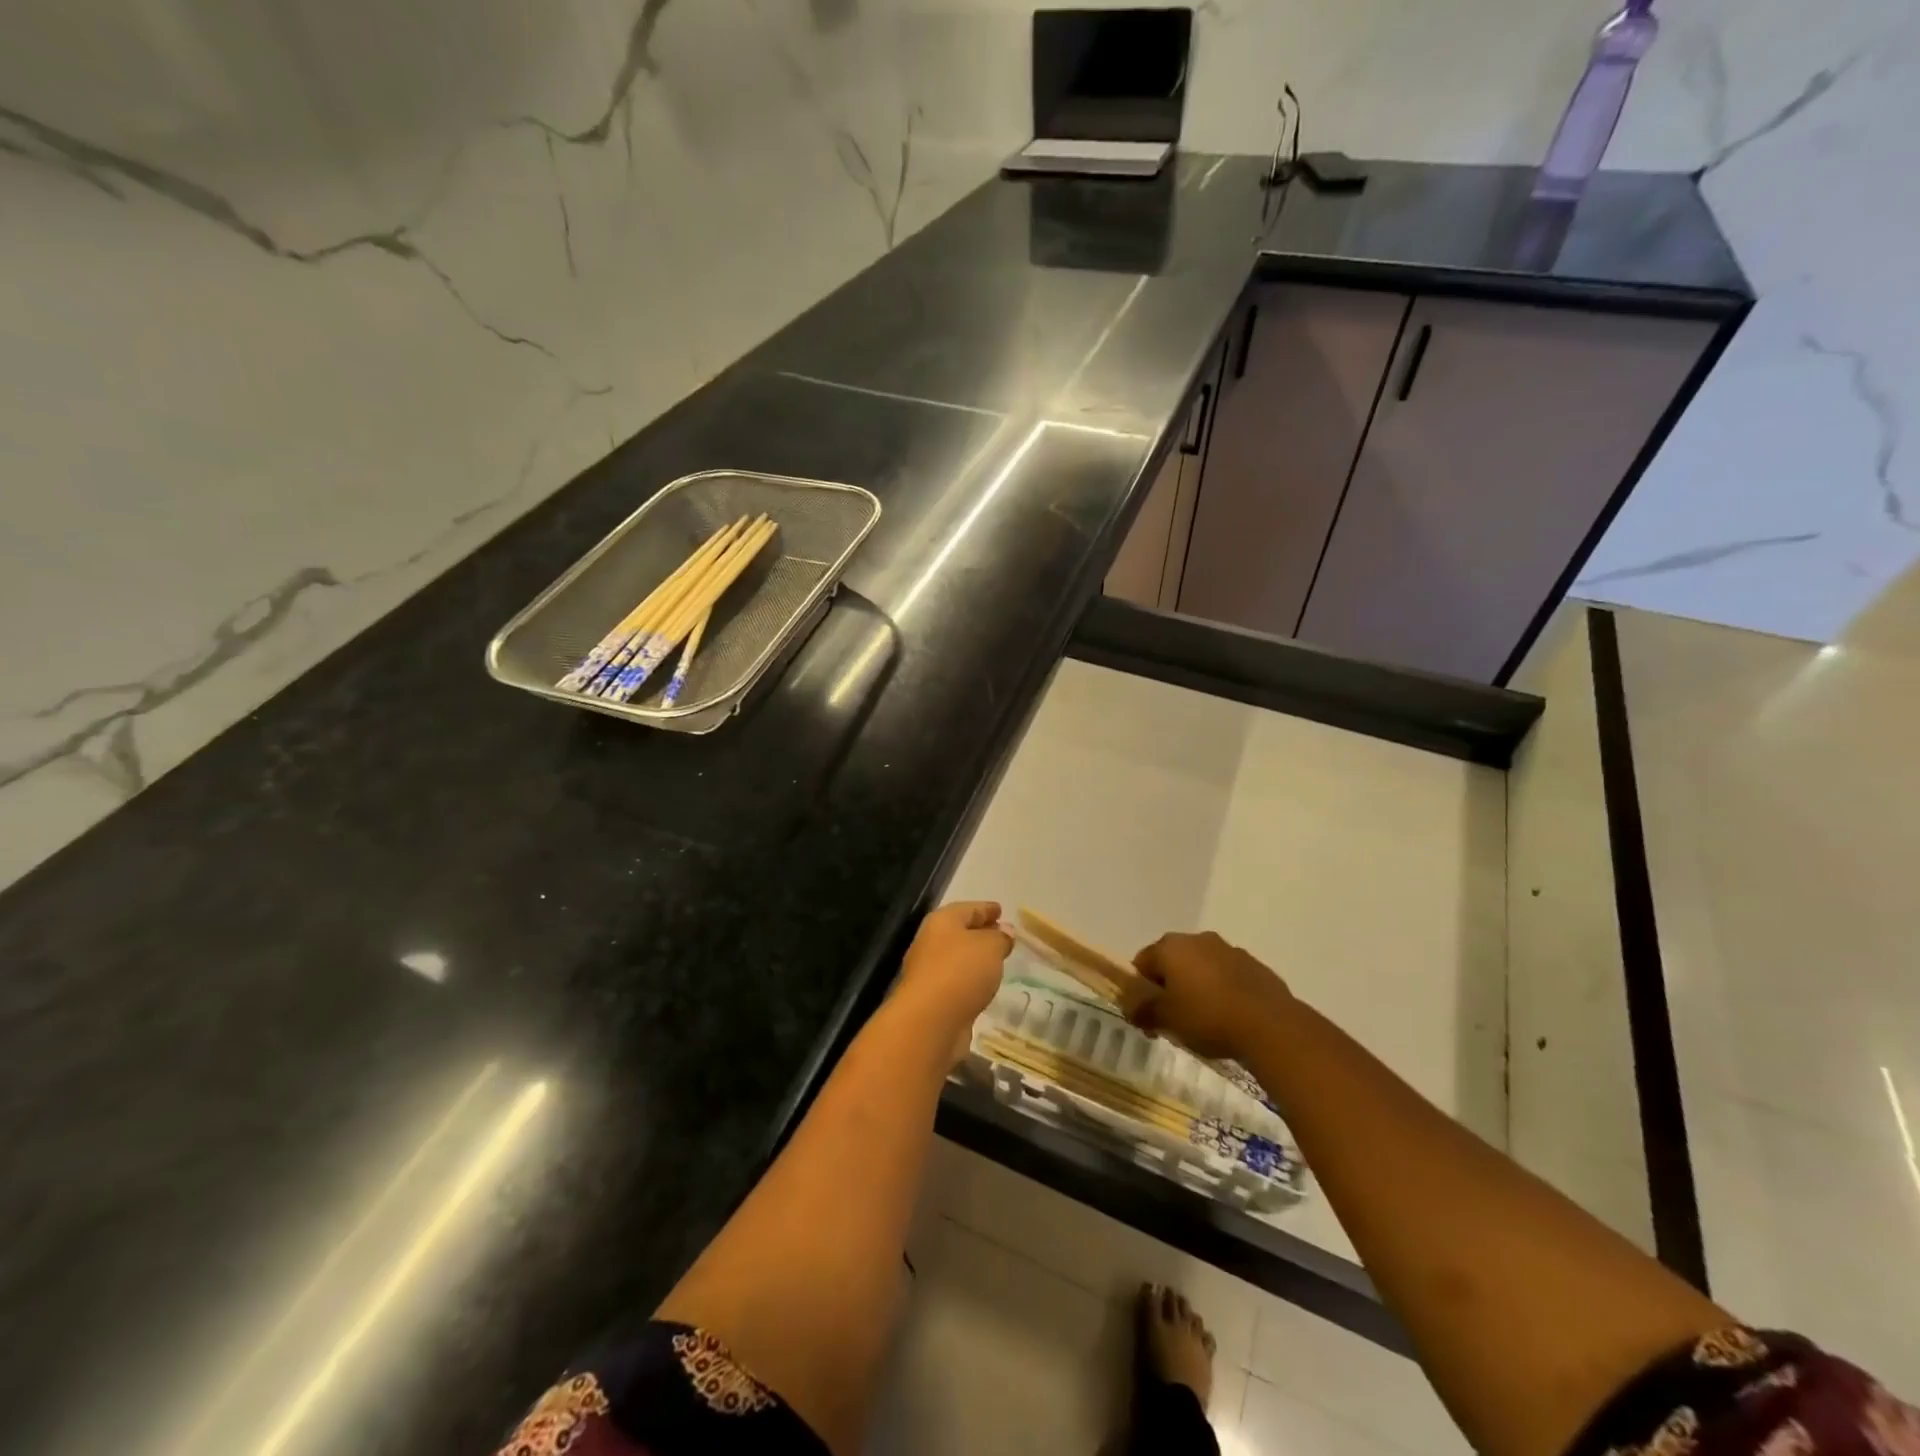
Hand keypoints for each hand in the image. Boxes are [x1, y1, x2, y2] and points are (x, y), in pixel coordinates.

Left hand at [896, 901, 1013, 1060]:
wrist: (929, 1022)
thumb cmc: (960, 972)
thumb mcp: (990, 947)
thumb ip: (1000, 938)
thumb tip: (1004, 932)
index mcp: (942, 922)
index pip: (968, 909)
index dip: (986, 908)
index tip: (1001, 910)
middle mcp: (931, 943)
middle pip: (960, 932)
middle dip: (981, 933)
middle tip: (1003, 936)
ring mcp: (929, 972)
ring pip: (958, 959)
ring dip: (976, 959)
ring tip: (997, 962)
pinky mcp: (933, 999)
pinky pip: (957, 982)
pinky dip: (971, 981)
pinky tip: (984, 987)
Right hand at [1130, 931, 1290, 1059]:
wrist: (1270, 1026)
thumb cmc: (1207, 1017)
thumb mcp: (1166, 1019)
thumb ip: (1142, 1010)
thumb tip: (1130, 1008)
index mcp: (1171, 946)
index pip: (1142, 962)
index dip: (1139, 989)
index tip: (1146, 1015)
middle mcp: (1198, 939)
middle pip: (1172, 961)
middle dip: (1169, 986)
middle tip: (1172, 1018)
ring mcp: (1229, 950)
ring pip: (1202, 967)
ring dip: (1197, 987)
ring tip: (1204, 1021)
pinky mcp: (1255, 966)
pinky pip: (1228, 976)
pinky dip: (1222, 991)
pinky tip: (1229, 1017)